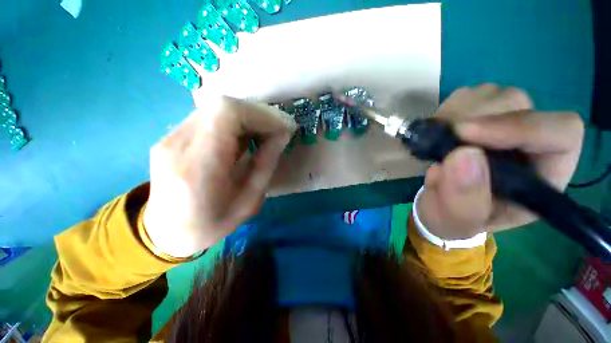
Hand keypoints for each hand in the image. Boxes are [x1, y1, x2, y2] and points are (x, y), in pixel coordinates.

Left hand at [143, 96, 295, 257]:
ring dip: (247, 118)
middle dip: (257, 114)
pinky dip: (234, 123)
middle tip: (277, 130)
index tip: (283, 127)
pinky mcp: (171, 136)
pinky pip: (209, 117)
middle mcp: (177, 144)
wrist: (166, 232)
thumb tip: (282, 135)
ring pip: (216, 108)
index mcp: (197, 167)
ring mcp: (169, 137)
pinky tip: (244, 138)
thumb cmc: (211, 224)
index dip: (260, 115)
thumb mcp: (249, 202)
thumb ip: (266, 165)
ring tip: (264, 135)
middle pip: (221, 106)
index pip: (226, 114)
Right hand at [416, 84, 583, 239]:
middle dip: (473, 118)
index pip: (560, 132)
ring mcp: (502, 122)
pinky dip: (445, 110)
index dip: (519, 126)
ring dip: (455, 114)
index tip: (465, 134)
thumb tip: (462, 155)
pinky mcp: (477, 114)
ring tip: (435, 139)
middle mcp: (529, 141)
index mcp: (541, 175)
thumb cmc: (453, 218)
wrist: (438, 204)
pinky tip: (435, 132)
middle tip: (440, 137)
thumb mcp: (458, 221)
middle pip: (518, 104)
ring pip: (491, 94)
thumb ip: (464, 199)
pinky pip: (466, 96)